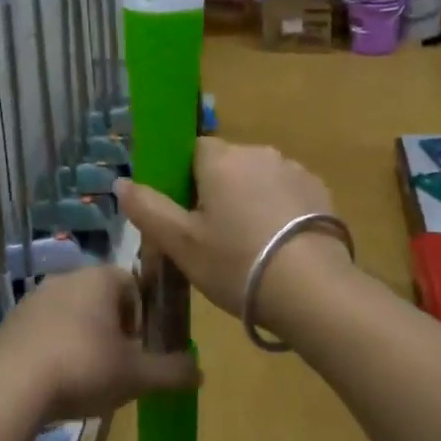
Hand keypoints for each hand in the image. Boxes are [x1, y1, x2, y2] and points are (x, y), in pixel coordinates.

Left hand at [0, 266, 198, 422]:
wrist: (9, 386)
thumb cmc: (84, 367)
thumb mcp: (137, 375)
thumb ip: (172, 371)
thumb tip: (200, 372)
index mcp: (101, 278)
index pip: (133, 283)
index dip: (143, 315)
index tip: (141, 347)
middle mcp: (68, 278)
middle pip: (102, 299)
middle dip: (114, 329)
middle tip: (119, 366)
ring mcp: (35, 299)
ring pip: (72, 315)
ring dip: (84, 339)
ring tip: (87, 379)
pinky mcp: (12, 322)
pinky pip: (45, 331)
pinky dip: (55, 350)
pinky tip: (56, 383)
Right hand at [114, 138, 354, 326]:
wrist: (312, 290)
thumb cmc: (236, 263)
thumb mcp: (181, 243)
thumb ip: (148, 209)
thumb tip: (121, 182)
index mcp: (221, 159)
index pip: (194, 150)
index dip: (185, 179)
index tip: (186, 214)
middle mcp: (258, 153)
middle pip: (228, 164)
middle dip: (219, 191)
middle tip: (214, 237)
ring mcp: (294, 169)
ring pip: (259, 178)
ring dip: (251, 199)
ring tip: (251, 246)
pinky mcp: (320, 191)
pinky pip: (287, 193)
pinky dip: (280, 210)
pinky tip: (280, 246)